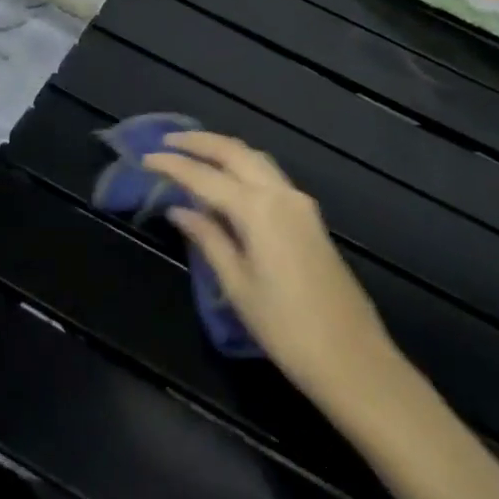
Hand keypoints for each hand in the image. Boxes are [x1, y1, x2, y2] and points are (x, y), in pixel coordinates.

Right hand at [146, 132, 398, 405]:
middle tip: (169, 139)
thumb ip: (208, 239)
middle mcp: (281, 194)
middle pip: (235, 152)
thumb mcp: (237, 285)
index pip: (205, 177)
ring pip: (256, 159)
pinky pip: (270, 176)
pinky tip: (228, 180)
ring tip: (194, 151)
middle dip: (200, 142)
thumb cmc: (286, 327)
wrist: (352, 358)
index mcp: (259, 209)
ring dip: (224, 150)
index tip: (146, 157)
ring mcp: (300, 203)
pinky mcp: (310, 218)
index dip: (174, 165)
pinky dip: (243, 167)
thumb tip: (179, 210)